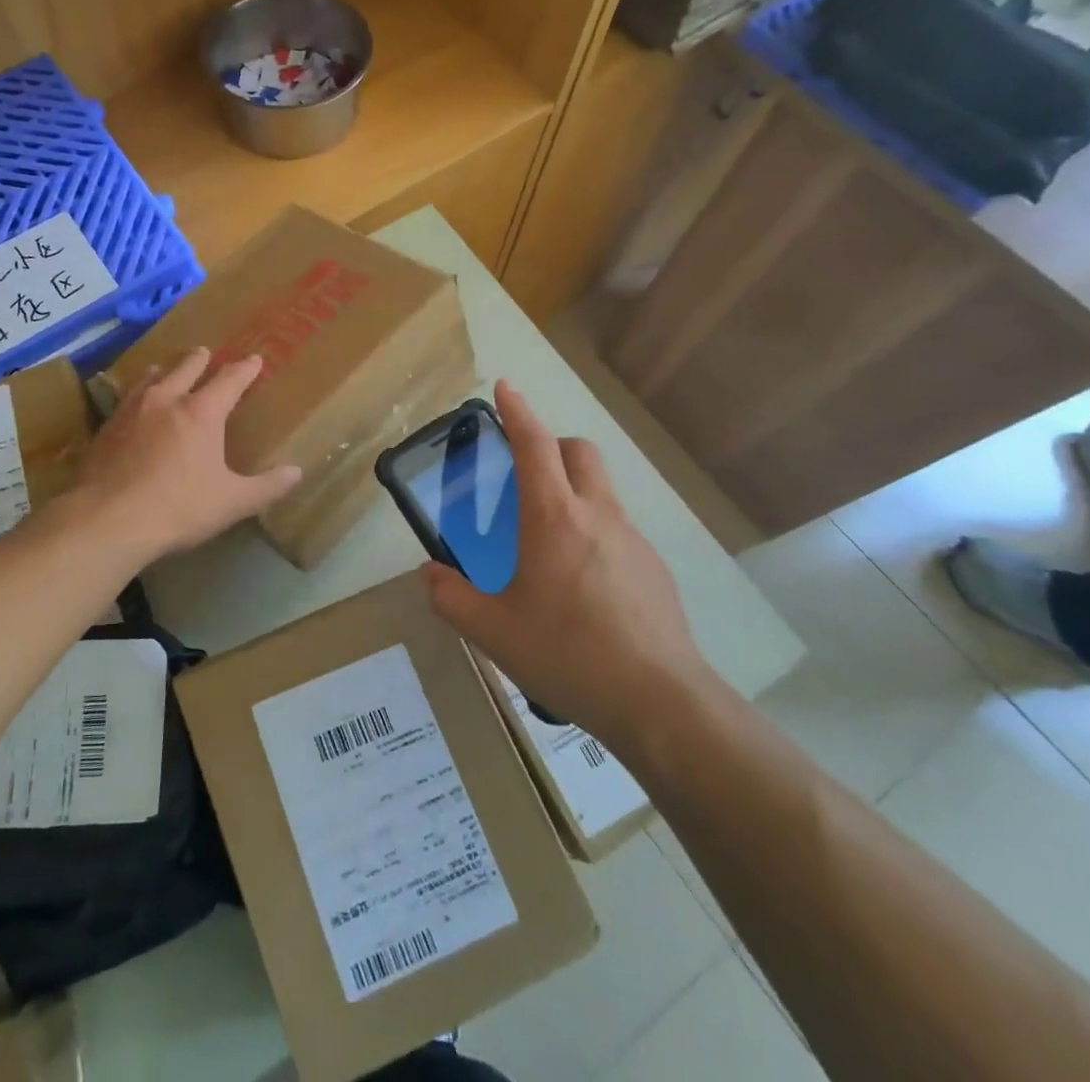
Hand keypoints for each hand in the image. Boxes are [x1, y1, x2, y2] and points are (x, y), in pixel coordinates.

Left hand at [74, 348, 301, 564]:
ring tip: (162, 370)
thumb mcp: (231, 502)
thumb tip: (296, 473)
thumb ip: (266, 487)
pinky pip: (125, 400)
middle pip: (186, 368)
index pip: (229, 380)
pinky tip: (130, 406)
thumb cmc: (178, 508)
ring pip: (150, 379)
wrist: (107, 520)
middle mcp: (166, 400)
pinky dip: (135, 395)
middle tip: (204, 352)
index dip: (245, 369)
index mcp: (201, 413)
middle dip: (199, 360)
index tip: (254, 360)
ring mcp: (131, 411)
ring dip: (162, 372)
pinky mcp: (106, 428)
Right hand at [425, 381, 710, 756]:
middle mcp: (597, 515)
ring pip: (602, 491)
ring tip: (548, 542)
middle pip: (580, 452)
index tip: (505, 387)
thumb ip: (450, 597)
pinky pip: (618, 532)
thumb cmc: (566, 652)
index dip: (517, 411)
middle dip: (552, 445)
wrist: (658, 701)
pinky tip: (582, 587)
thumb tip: (431, 575)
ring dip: (574, 492)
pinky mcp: (654, 569)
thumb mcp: (491, 630)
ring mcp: (632, 540)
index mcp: (553, 517)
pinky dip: (594, 534)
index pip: (534, 445)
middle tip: (526, 471)